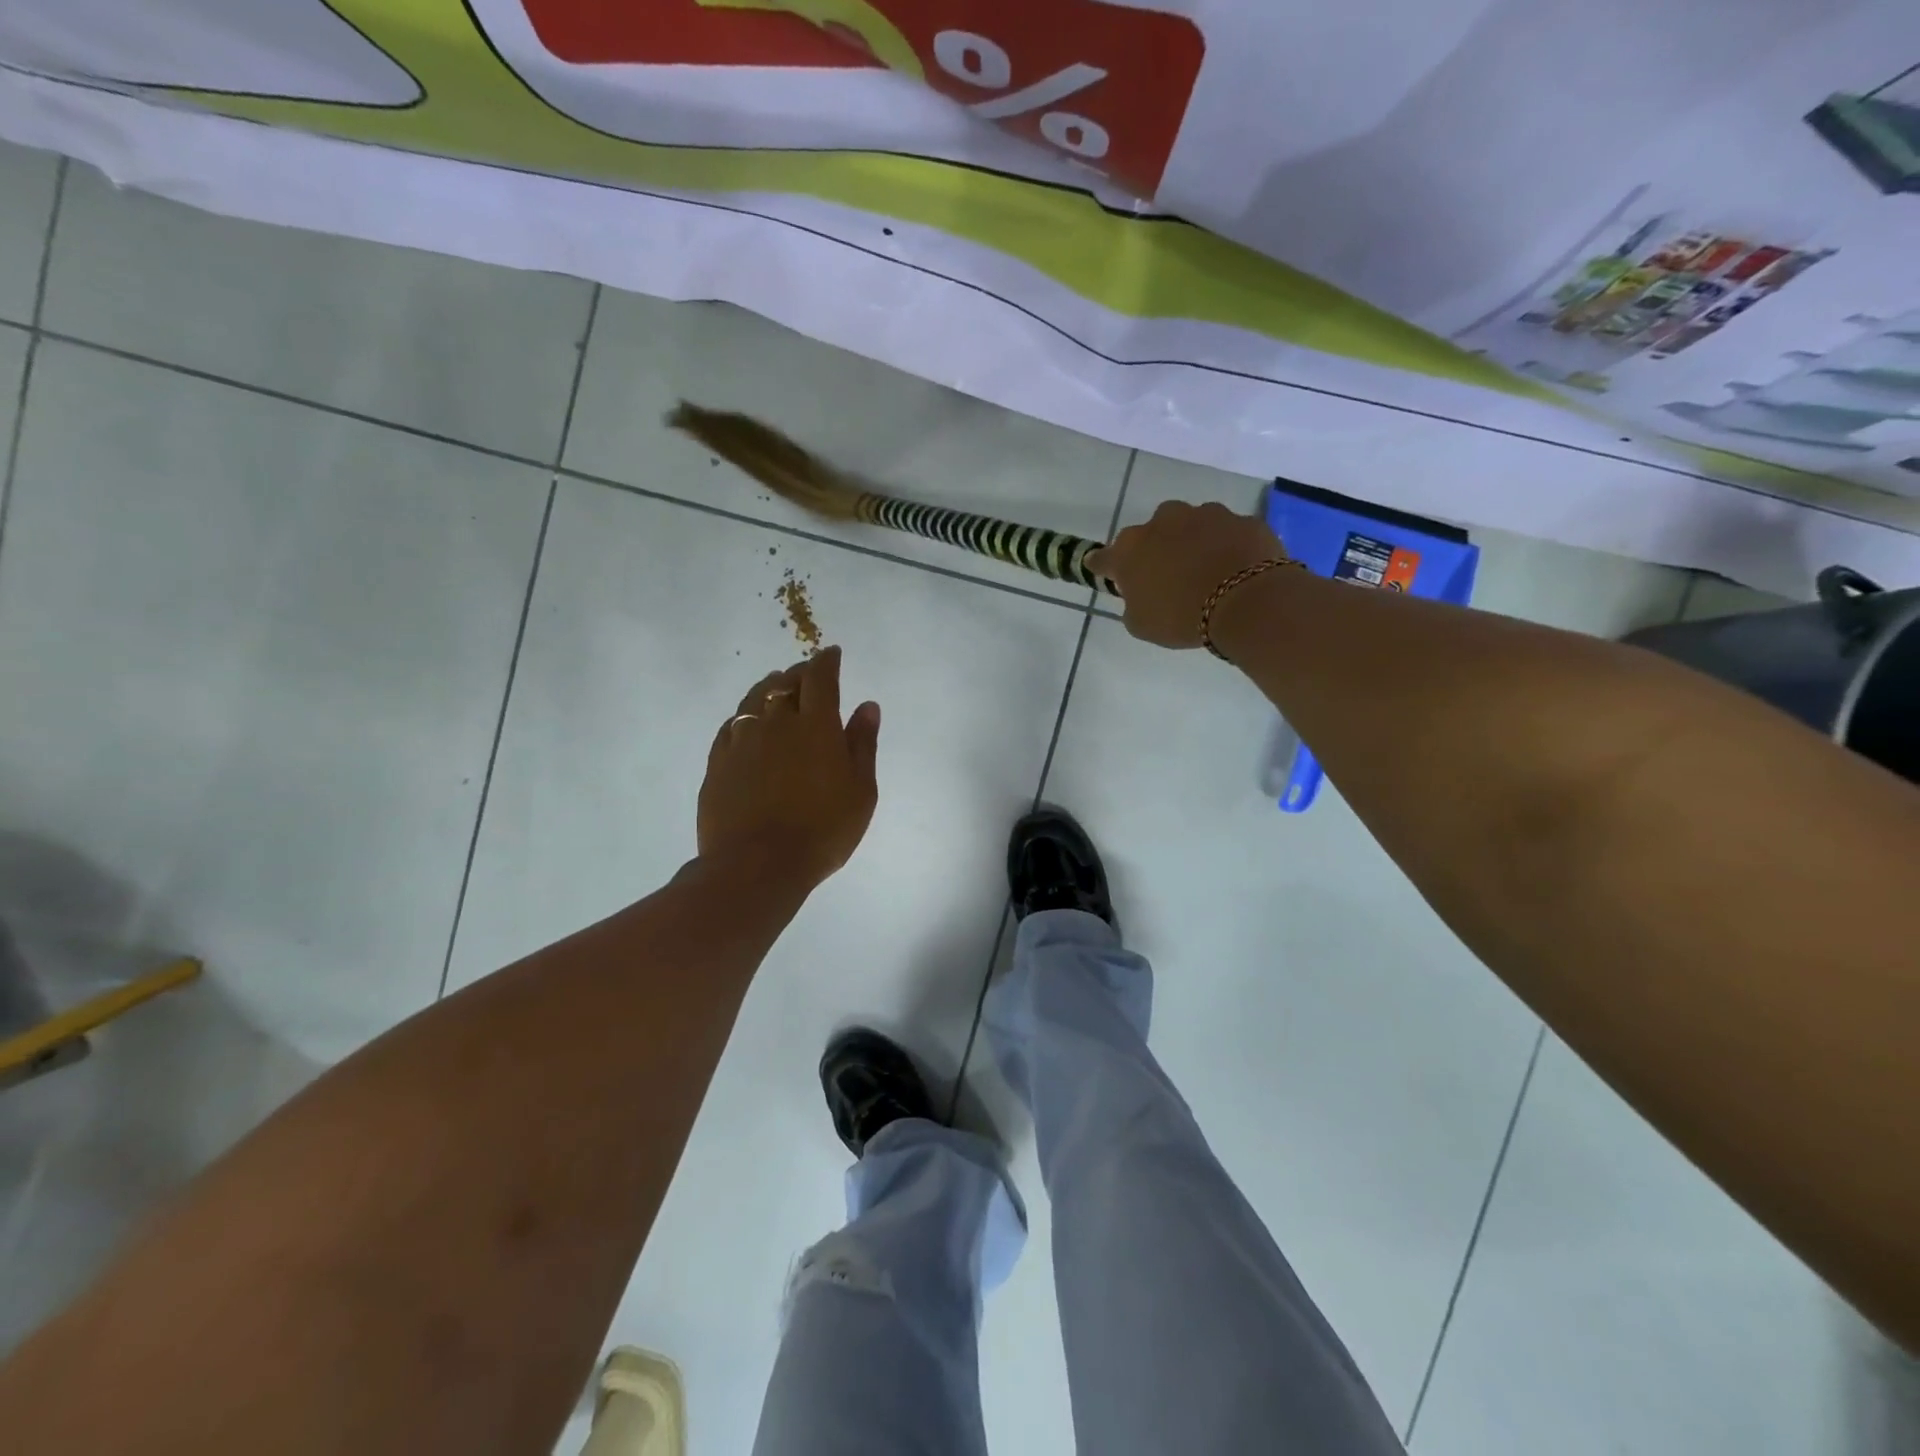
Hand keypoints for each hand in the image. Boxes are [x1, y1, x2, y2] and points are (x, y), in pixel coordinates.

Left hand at [698, 647, 881, 890]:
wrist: (757, 865)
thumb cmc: (822, 830)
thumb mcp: (860, 790)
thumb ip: (862, 744)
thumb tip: (867, 706)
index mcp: (816, 725)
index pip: (821, 677)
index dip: (827, 661)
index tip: (832, 654)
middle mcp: (776, 722)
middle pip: (786, 683)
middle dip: (800, 673)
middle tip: (808, 674)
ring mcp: (741, 740)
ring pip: (753, 699)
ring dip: (768, 687)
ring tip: (776, 686)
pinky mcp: (717, 762)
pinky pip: (731, 725)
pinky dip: (744, 715)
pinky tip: (747, 722)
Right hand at [1087, 501, 1288, 649]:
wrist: (1246, 601)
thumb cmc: (1181, 616)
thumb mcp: (1141, 625)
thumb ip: (1132, 605)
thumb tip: (1138, 595)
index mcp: (1130, 549)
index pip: (1103, 557)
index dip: (1103, 567)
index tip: (1105, 572)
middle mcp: (1163, 521)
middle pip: (1151, 533)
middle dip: (1156, 549)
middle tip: (1167, 577)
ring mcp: (1205, 514)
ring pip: (1191, 526)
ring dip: (1192, 543)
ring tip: (1206, 571)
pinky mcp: (1240, 519)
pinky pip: (1227, 533)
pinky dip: (1227, 547)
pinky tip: (1235, 569)